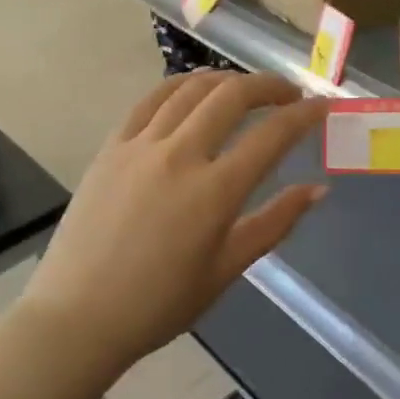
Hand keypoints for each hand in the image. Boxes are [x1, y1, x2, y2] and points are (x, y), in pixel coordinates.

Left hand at [22, 72, 327, 373]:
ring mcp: (141, 146)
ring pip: (191, 88)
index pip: (271, 136)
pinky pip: (150, 100)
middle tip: (288, 93)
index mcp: (214, 192)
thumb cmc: (159, 304)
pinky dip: (179, 85)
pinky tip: (193, 90)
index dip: (303, 115)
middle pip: (232, 96)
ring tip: (244, 89)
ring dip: (226, 80)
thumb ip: (274, 223)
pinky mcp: (112, 147)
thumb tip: (317, 189)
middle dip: (268, 86)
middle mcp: (180, 155)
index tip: (321, 106)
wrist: (78, 318)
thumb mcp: (226, 269)